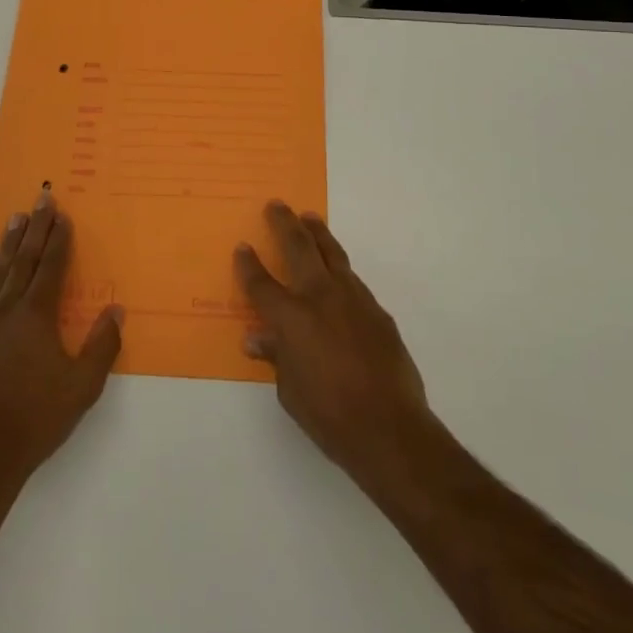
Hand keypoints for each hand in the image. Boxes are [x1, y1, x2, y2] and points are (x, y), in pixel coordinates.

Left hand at [0, 195, 123, 488]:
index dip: (58, 239)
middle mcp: (8, 309)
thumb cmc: (37, 418)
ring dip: (10, 243)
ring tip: (15, 219)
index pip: (50, 265)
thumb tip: (116, 310)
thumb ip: (102, 345)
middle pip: (24, 259)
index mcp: (36, 314)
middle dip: (35, 228)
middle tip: (41, 199)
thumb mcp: (82, 386)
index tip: (62, 215)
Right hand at [235, 201, 434, 490]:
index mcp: (291, 318)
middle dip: (284, 224)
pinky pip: (352, 279)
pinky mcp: (377, 310)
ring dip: (318, 234)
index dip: (248, 265)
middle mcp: (320, 297)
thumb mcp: (290, 392)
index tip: (242, 247)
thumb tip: (257, 338)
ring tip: (310, 218)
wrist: (391, 427)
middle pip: (298, 248)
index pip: (261, 284)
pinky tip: (338, 272)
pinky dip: (340, 269)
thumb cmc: (330, 416)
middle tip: (277, 205)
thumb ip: (276, 357)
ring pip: (331, 254)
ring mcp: (353, 299)